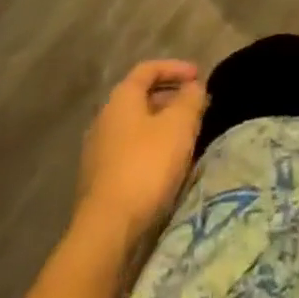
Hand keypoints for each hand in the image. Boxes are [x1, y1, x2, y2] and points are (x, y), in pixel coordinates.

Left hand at [75, 60, 206, 244]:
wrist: (107, 230)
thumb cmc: (146, 166)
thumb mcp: (179, 126)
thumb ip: (190, 99)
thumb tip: (194, 87)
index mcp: (121, 99)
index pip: (148, 69)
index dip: (176, 68)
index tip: (199, 76)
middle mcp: (104, 119)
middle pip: (141, 98)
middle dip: (172, 98)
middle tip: (197, 107)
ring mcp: (98, 151)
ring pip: (137, 126)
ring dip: (163, 125)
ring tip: (187, 137)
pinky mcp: (100, 180)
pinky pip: (131, 151)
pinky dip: (152, 148)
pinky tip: (168, 165)